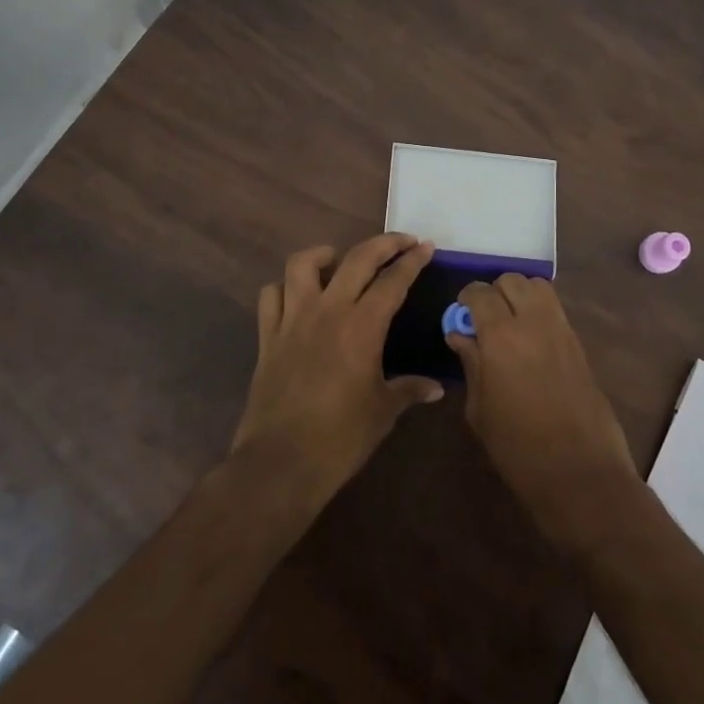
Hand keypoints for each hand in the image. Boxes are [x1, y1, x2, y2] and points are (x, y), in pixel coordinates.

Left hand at [230, 234, 443, 507]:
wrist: (281, 462)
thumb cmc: (340, 438)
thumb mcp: (383, 412)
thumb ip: (409, 390)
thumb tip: (436, 388)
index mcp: (362, 326)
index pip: (393, 281)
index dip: (412, 261)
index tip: (425, 247)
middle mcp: (327, 311)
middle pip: (357, 259)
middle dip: (383, 244)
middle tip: (402, 241)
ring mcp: (292, 320)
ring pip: (302, 264)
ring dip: (324, 254)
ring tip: (338, 260)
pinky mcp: (267, 336)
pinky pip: (271, 296)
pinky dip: (284, 288)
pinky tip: (297, 297)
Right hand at [447, 274, 640, 553]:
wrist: (580, 473)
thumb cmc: (518, 448)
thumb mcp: (480, 410)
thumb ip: (471, 364)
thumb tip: (460, 335)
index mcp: (501, 336)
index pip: (480, 293)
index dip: (466, 298)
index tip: (460, 315)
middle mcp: (533, 322)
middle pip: (512, 280)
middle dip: (494, 292)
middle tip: (484, 319)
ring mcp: (561, 331)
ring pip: (538, 287)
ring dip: (520, 295)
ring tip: (510, 323)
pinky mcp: (579, 345)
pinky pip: (556, 310)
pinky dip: (540, 311)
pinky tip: (531, 341)